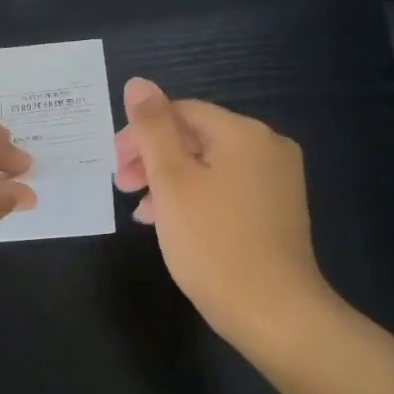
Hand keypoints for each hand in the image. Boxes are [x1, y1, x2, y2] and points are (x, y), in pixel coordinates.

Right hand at [114, 77, 332, 352]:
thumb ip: (152, 128)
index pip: (181, 112)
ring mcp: (277, 180)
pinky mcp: (277, 210)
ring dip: (169, 181)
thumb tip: (138, 83)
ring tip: (142, 212)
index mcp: (243, 133)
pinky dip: (195, 198)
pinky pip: (226, 189)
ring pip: (209, 166)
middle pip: (196, 137)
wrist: (272, 310)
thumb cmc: (213, 242)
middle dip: (153, 159)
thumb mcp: (172, 181)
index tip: (115, 168)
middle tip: (123, 188)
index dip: (141, 134)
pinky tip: (172, 224)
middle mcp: (267, 147)